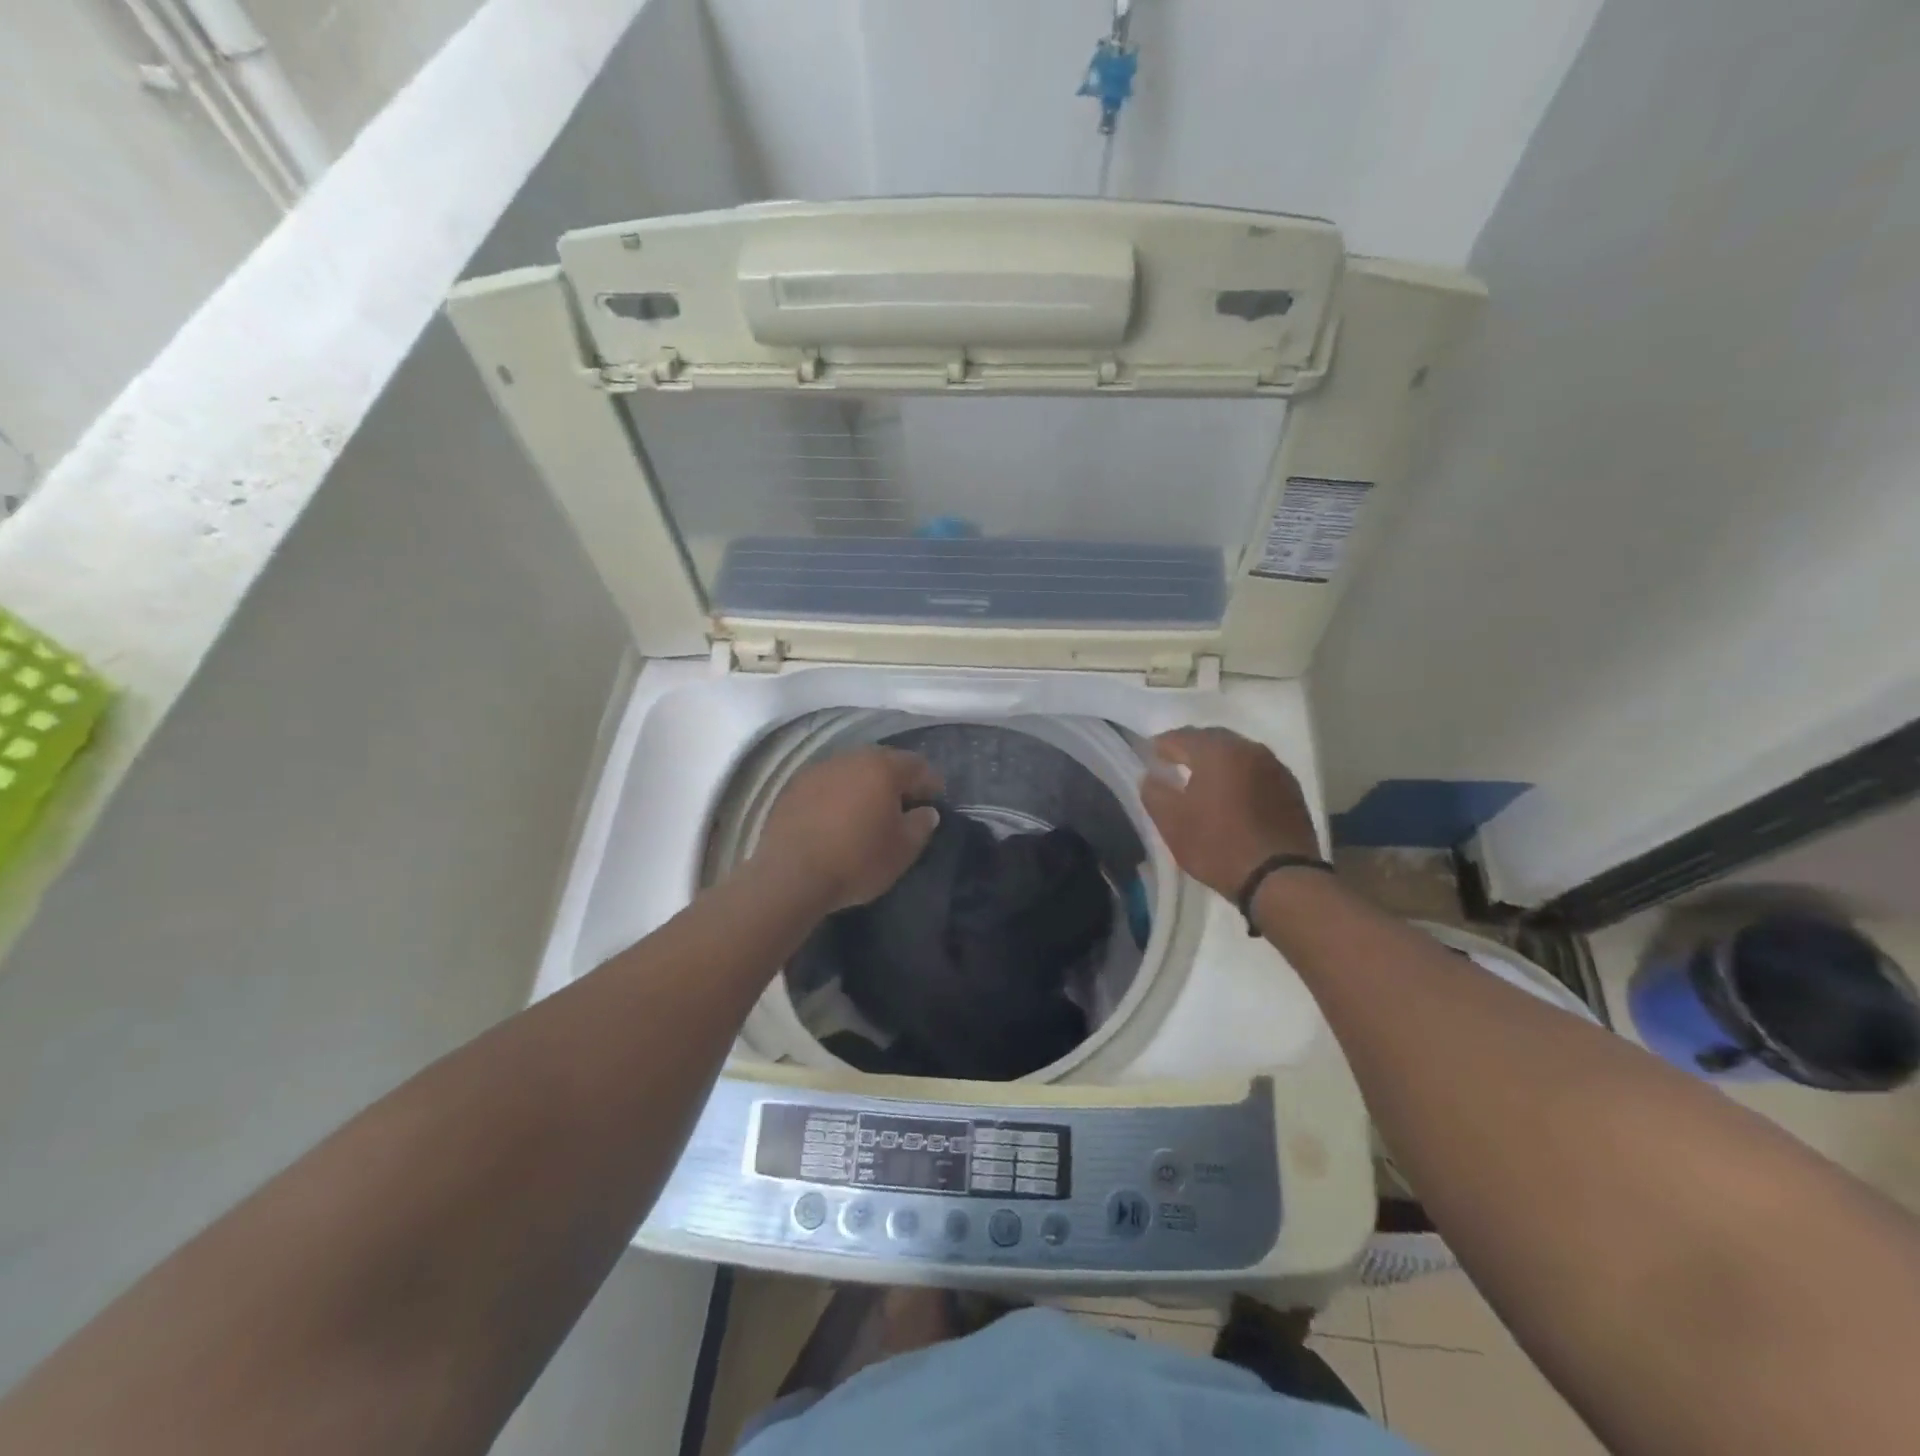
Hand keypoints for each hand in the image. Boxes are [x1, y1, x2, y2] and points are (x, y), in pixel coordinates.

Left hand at [754, 748, 944, 912]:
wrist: (790, 876)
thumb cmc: (857, 860)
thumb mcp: (903, 850)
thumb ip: (921, 825)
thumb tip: (926, 811)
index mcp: (883, 768)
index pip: (917, 766)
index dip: (930, 783)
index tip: (935, 800)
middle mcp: (851, 758)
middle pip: (883, 762)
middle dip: (896, 780)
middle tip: (903, 805)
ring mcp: (818, 769)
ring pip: (852, 770)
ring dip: (864, 785)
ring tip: (868, 811)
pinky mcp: (793, 787)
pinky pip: (827, 784)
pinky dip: (838, 795)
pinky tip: (837, 818)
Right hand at [1139, 727, 1320, 899]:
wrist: (1280, 878)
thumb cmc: (1217, 845)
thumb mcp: (1171, 822)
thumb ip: (1154, 792)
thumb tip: (1151, 776)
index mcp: (1217, 751)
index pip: (1180, 737)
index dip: (1161, 746)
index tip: (1150, 757)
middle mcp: (1249, 749)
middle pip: (1212, 739)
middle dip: (1191, 748)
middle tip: (1174, 763)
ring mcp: (1275, 767)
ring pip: (1238, 754)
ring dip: (1218, 761)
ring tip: (1203, 780)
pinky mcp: (1291, 789)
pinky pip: (1256, 771)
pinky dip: (1240, 776)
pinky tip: (1233, 796)